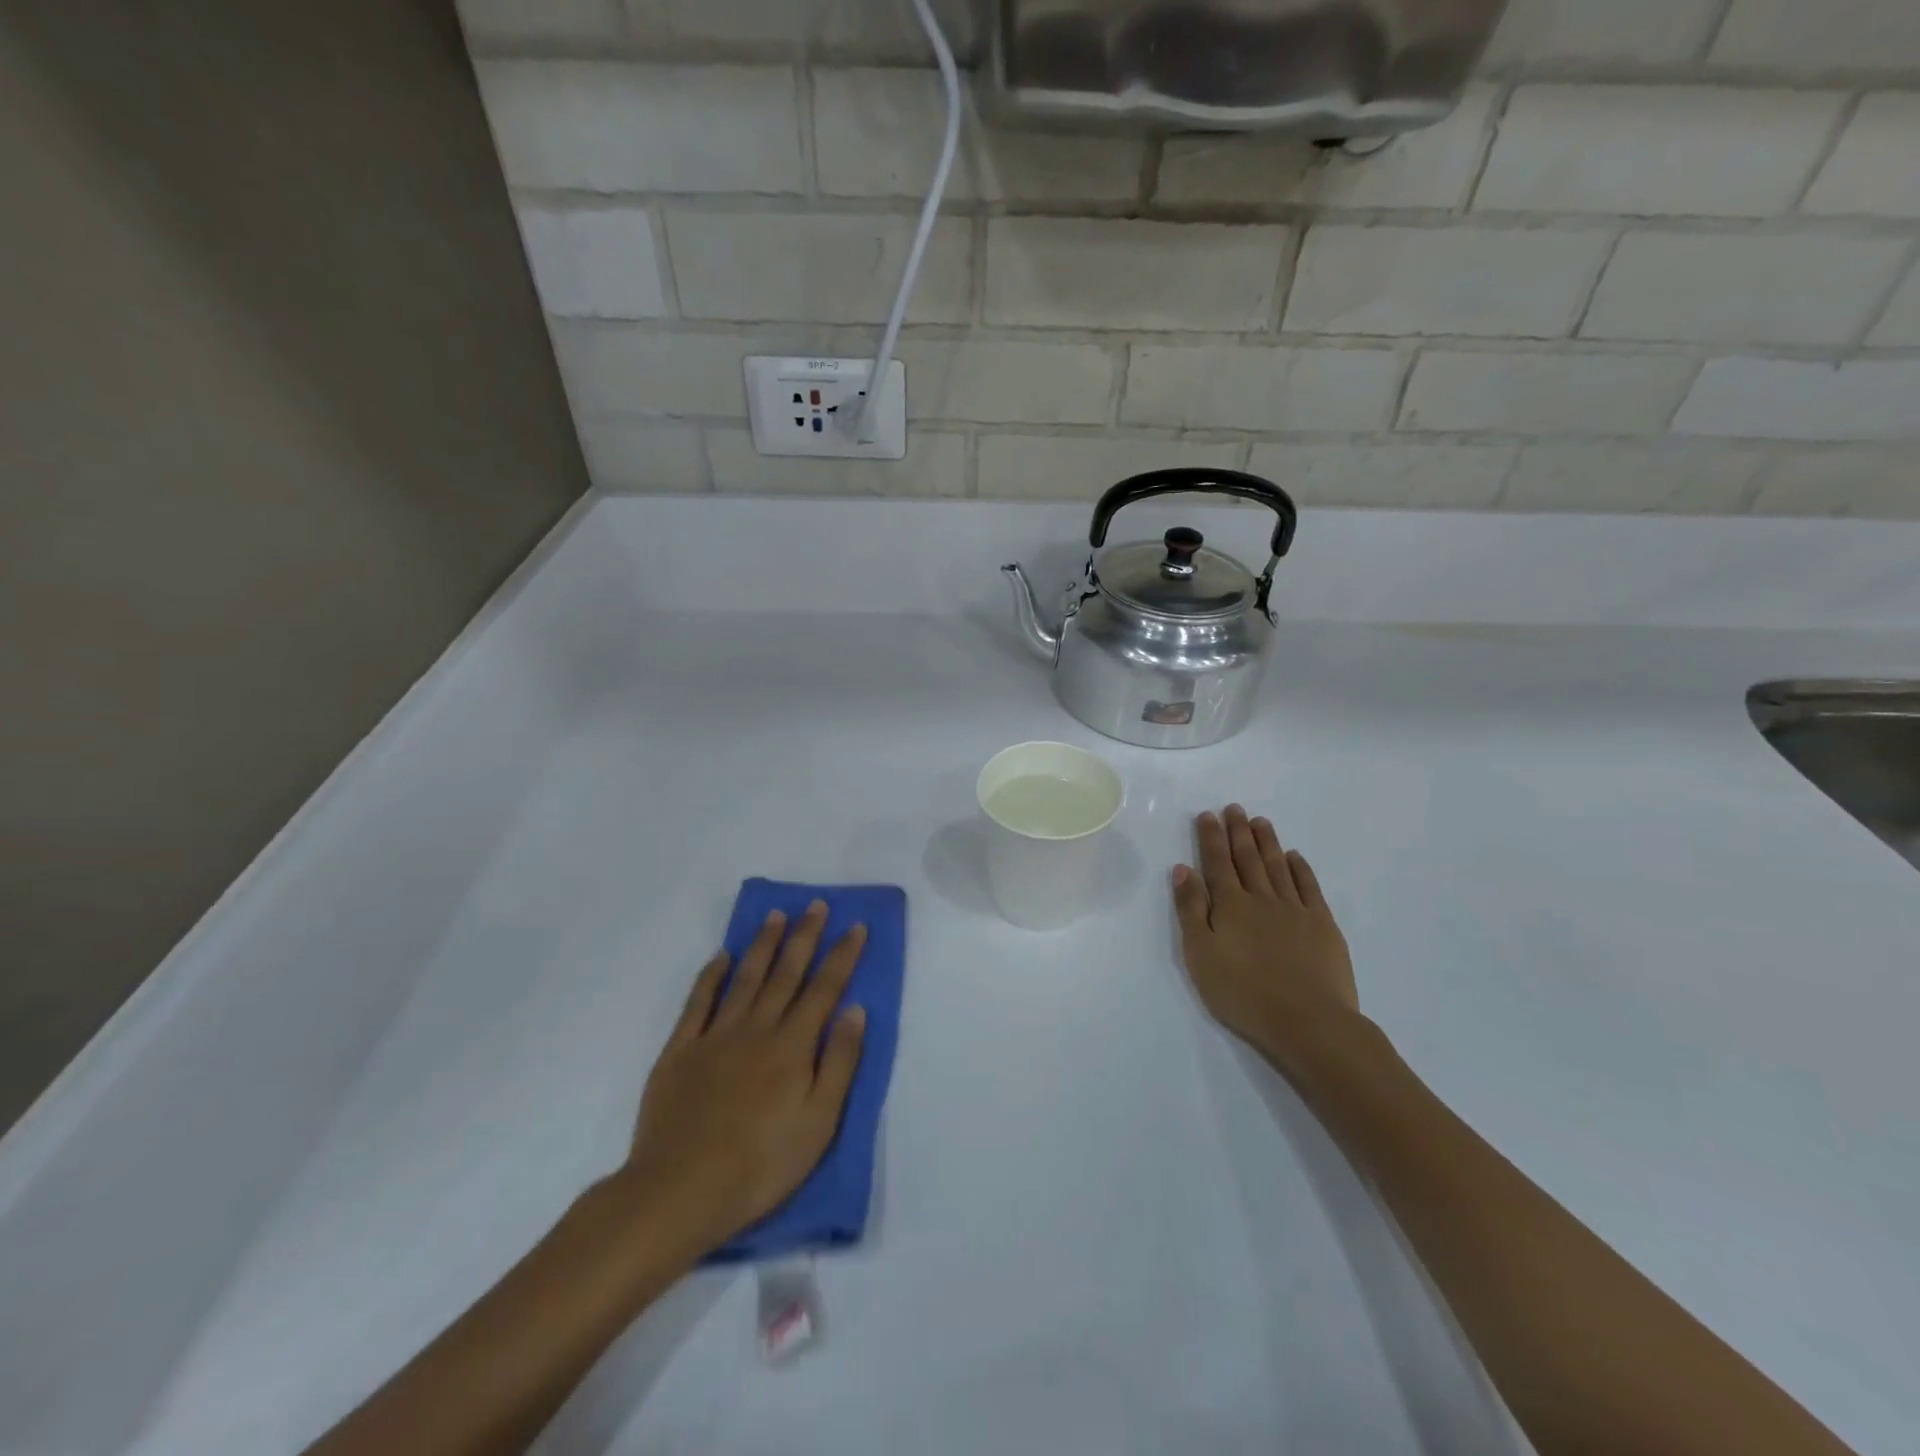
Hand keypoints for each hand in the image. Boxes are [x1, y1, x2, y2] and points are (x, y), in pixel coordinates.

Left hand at [616, 902, 867, 1259]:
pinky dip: (711, 976)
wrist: (681, 1191)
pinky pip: (698, 1002)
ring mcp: (716, 1036)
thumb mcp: (819, 1122)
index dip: (842, 956)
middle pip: (786, 973)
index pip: (825, 989)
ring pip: (746, 978)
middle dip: (805, 937)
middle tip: (816, 905)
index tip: (855, 927)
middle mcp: (757, 1028)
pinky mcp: (680, 1050)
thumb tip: (855, 1009)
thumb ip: (840, 1062)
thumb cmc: (762, 1164)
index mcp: (793, 1046)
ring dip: (763, 944)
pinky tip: (722, 957)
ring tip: (776, 915)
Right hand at [1172, 805, 1359, 1073]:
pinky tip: (1294, 857)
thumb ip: (1191, 910)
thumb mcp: (1201, 955)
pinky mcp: (1322, 925)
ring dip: (1267, 842)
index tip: (1208, 815)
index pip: (1217, 863)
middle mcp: (1262, 899)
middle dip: (1238, 831)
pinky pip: (1309, 887)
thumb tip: (1183, 869)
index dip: (1211, 837)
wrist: (1308, 1022)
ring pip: (1278, 866)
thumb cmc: (1243, 993)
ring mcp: (1295, 910)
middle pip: (1248, 858)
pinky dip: (1300, 868)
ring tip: (1260, 822)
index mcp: (1230, 906)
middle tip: (1234, 808)